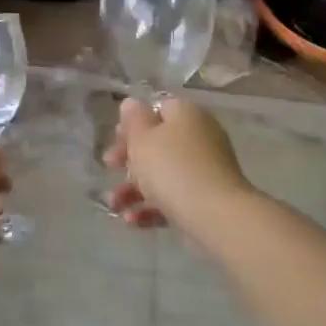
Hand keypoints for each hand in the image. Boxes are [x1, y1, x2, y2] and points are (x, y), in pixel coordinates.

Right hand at [104, 97, 250, 240]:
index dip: (133, 124)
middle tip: (110, 168)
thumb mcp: (142, 139)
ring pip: (163, 174)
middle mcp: (199, 137)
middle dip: (129, 160)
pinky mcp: (206, 199)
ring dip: (134, 189)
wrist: (216, 216)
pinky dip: (152, 208)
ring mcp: (205, 170)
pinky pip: (174, 198)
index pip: (157, 109)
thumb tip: (132, 104)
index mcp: (186, 115)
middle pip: (158, 143)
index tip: (115, 140)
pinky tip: (131, 221)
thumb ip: (133, 119)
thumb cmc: (172, 168)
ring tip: (115, 205)